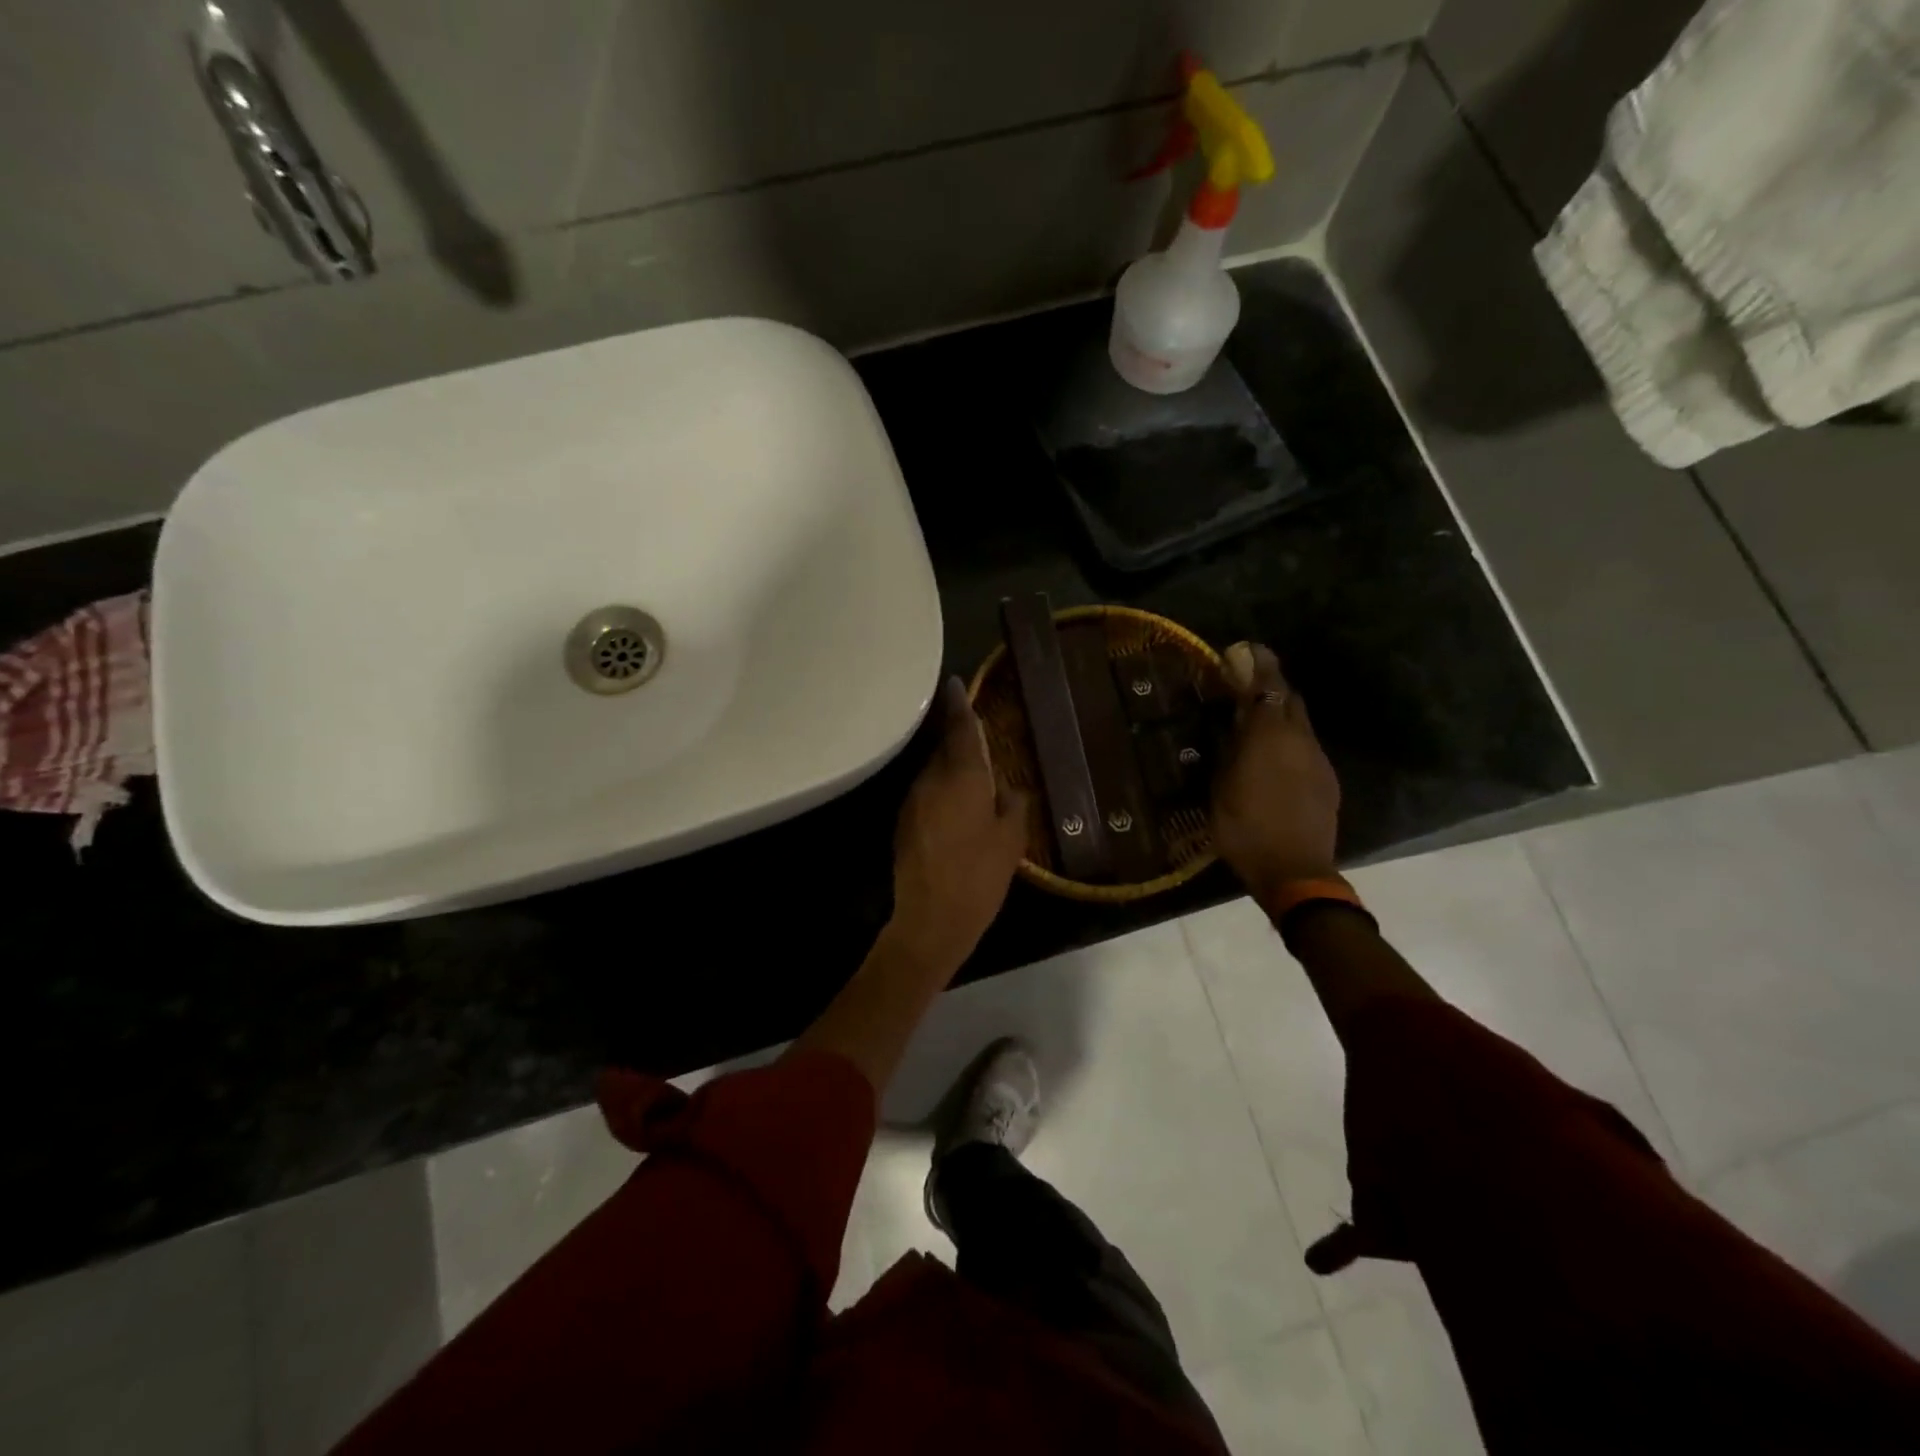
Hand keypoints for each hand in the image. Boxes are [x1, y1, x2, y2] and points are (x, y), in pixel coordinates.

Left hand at [889, 676, 1029, 974]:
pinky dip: (940, 787)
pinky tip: (954, 800)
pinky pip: (926, 791)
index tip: (954, 682)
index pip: (961, 729)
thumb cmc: (979, 876)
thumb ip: (1013, 805)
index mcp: (963, 777)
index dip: (960, 704)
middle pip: (944, 746)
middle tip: (973, 729)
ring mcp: (913, 800)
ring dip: (948, 764)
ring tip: (969, 767)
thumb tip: (1010, 789)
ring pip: (933, 769)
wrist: (930, 919)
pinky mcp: (904, 821)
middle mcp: (932, 779)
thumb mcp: (1011, 841)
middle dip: (956, 735)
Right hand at [1210, 642, 1341, 908]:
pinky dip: (1289, 742)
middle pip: (1289, 699)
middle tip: (1246, 686)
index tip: (1245, 649)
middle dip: (1270, 687)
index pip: (1268, 686)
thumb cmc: (1244, 828)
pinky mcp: (1327, 781)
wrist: (1295, 872)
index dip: (1259, 664)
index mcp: (1269, 737)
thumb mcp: (1221, 787)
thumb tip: (1231, 721)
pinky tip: (1273, 760)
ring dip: (1279, 716)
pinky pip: (1306, 748)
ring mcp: (1318, 761)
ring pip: (1300, 724)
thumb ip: (1229, 748)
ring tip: (1255, 725)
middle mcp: (1300, 740)